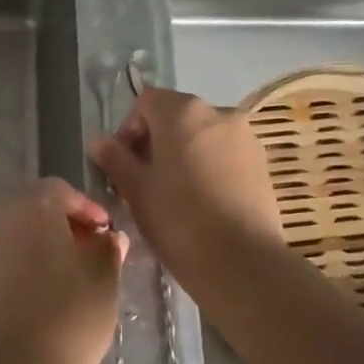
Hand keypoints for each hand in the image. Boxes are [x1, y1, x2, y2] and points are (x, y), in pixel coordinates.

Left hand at [0, 179, 126, 363]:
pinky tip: (54, 288)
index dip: (87, 207)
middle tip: (94, 249)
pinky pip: (11, 256)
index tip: (106, 232)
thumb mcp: (104, 278)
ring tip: (78, 272)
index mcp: (34, 208)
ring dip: (49, 243)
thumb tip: (109, 237)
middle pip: (37, 208)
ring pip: (23, 233)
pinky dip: (32, 261)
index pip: (60, 190)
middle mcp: (4, 220)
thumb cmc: (72, 314)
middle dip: (67, 224)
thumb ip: (108, 249)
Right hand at [91, 88, 283, 292]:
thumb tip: (100, 141)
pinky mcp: (263, 164)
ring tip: (174, 193)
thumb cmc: (178, 219)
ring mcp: (246, 137)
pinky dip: (209, 167)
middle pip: (177, 117)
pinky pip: (225, 155)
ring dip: (184, 154)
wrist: (241, 261)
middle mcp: (219, 113)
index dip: (129, 128)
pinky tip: (203, 201)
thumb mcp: (136, 190)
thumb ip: (116, 159)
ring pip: (203, 136)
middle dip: (156, 142)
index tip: (122, 164)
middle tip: (144, 181)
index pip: (146, 102)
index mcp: (183, 111)